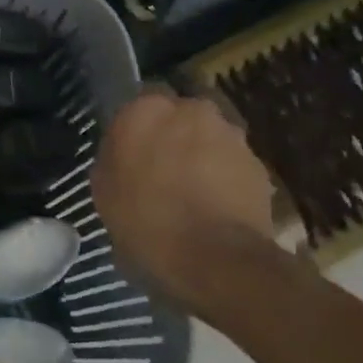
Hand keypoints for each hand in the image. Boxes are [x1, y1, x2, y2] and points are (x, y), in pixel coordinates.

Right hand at [92, 89, 277, 320]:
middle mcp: (190, 109)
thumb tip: (123, 154)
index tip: (131, 153)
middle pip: (178, 116)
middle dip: (172, 136)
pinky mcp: (258, 164)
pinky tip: (214, 208)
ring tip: (191, 193)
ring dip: (200, 156)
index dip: (136, 128)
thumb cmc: (145, 222)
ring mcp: (229, 135)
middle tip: (161, 170)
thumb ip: (113, 159)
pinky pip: (231, 164)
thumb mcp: (104, 192)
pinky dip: (223, 179)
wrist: (215, 259)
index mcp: (144, 110)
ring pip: (208, 138)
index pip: (137, 103)